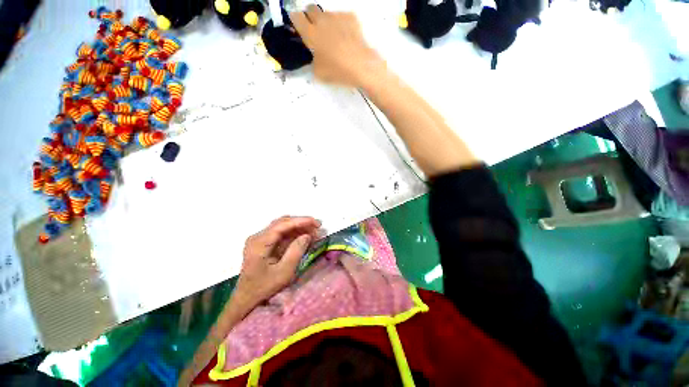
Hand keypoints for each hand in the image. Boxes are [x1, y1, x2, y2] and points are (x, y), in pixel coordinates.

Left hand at [234, 216, 319, 309]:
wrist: (246, 299)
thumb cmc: (264, 288)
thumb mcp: (284, 272)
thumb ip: (296, 251)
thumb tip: (307, 235)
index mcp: (260, 242)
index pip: (283, 224)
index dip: (301, 221)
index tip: (317, 222)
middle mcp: (258, 236)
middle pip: (283, 222)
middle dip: (302, 223)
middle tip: (318, 227)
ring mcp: (260, 239)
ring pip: (283, 227)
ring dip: (299, 228)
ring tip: (314, 232)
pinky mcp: (264, 243)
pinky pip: (281, 234)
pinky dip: (294, 234)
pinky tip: (304, 237)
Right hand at [291, 6, 385, 87]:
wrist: (360, 65)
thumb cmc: (337, 71)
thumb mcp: (319, 72)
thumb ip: (313, 60)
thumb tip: (316, 55)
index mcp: (310, 33)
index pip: (296, 17)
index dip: (296, 21)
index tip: (299, 28)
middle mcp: (321, 20)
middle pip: (311, 9)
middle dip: (310, 17)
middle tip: (316, 32)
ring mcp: (337, 16)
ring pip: (327, 14)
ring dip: (327, 22)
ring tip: (335, 38)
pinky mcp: (350, 17)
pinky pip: (342, 17)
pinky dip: (342, 25)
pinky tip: (347, 38)